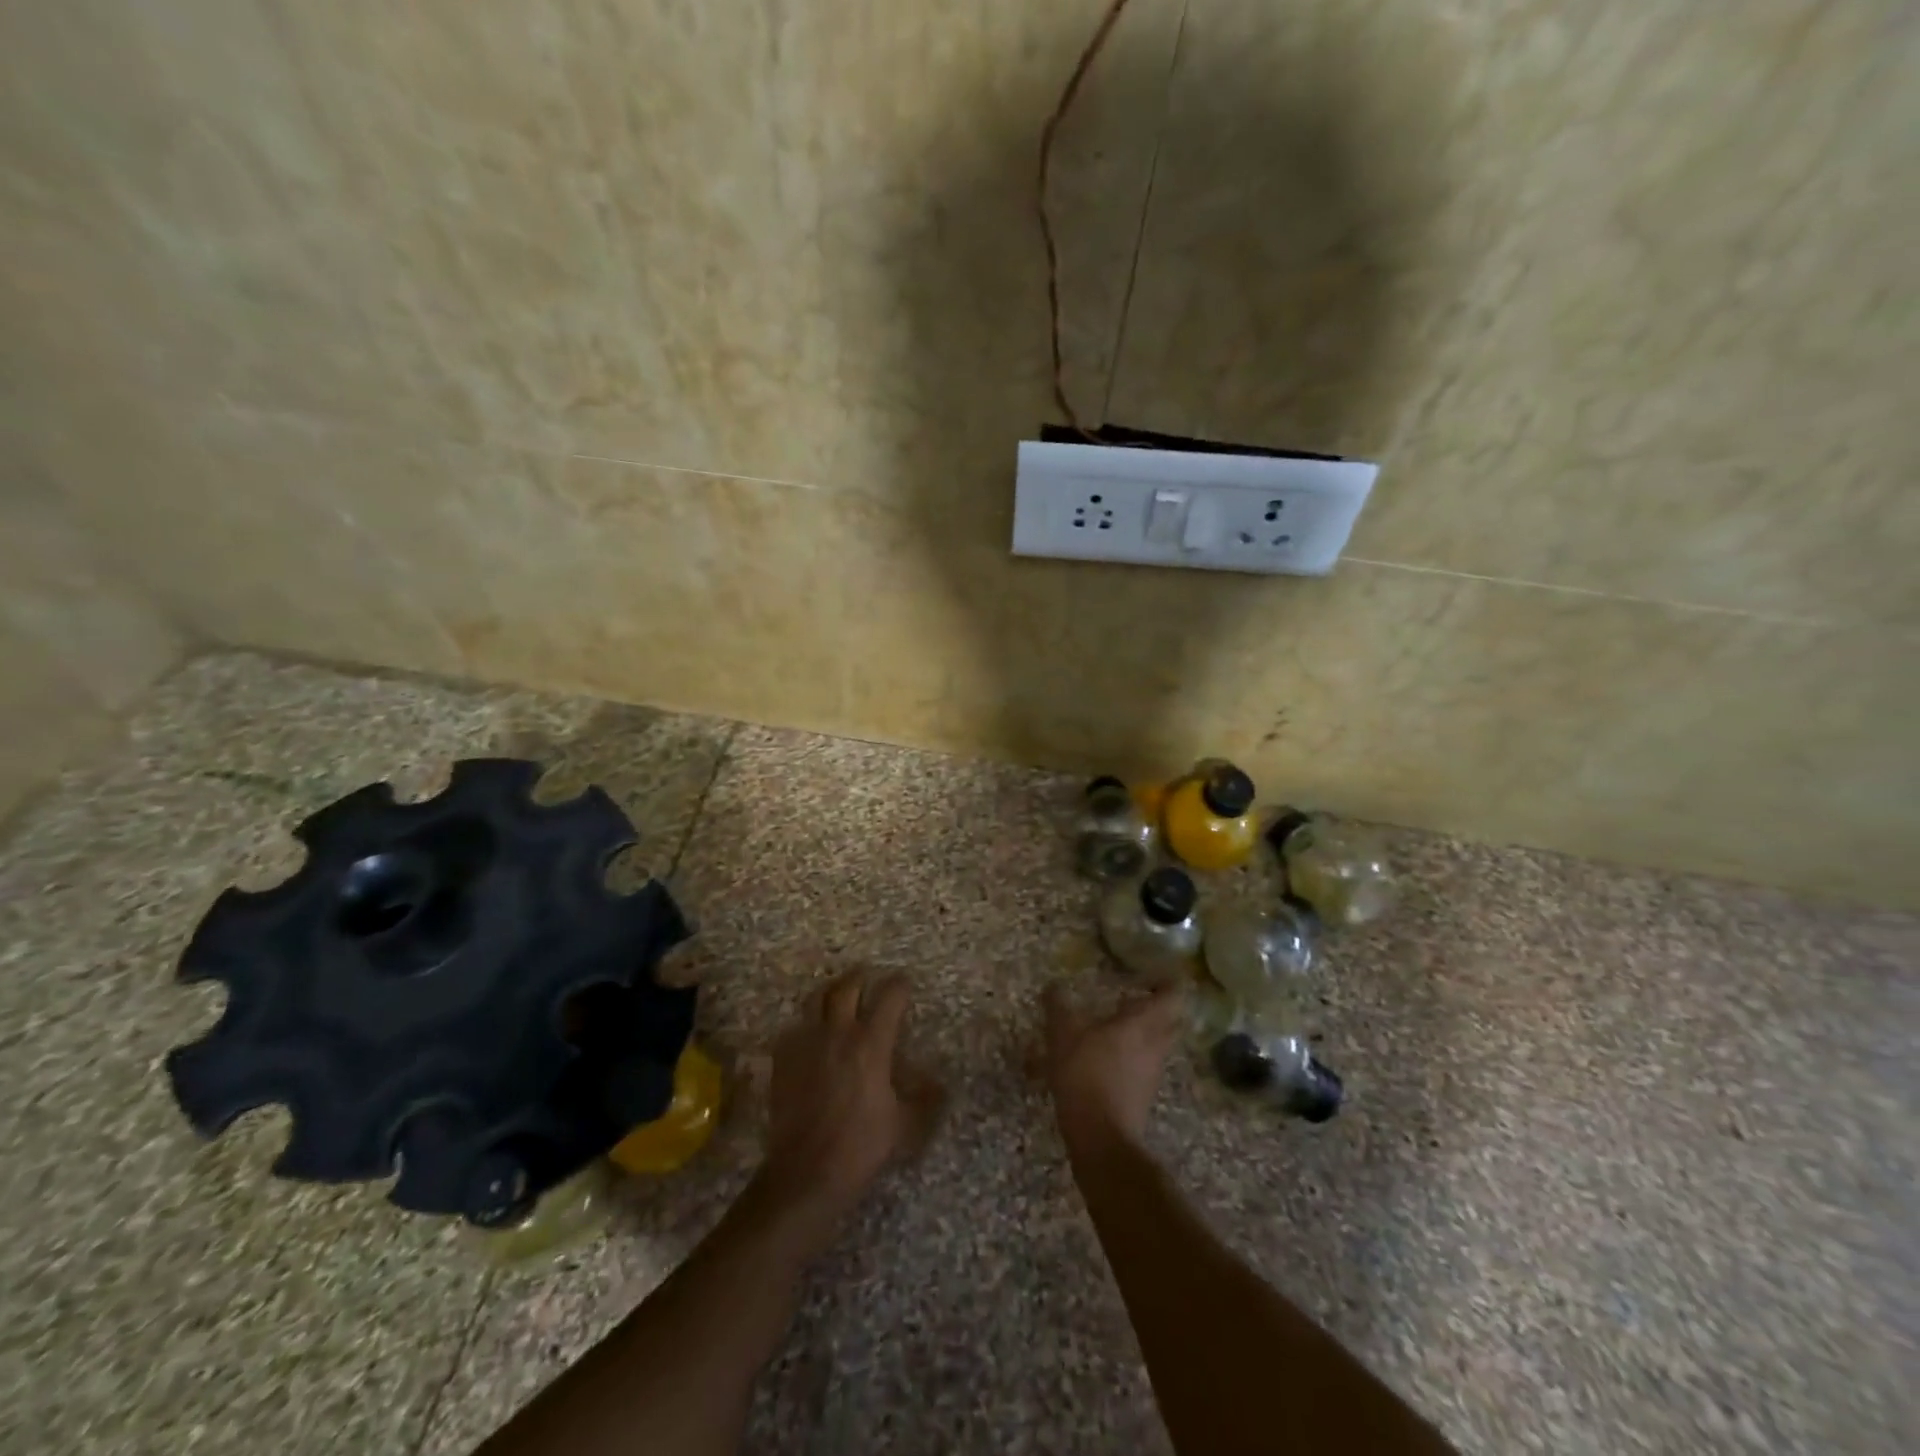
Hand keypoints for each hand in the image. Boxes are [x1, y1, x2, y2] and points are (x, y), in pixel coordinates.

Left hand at [757, 971, 942, 1241]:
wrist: (806, 1172)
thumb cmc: (861, 1146)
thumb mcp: (904, 1125)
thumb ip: (924, 1099)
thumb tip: (940, 1085)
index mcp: (871, 1042)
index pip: (889, 996)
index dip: (900, 985)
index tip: (905, 982)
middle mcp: (837, 1032)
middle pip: (847, 986)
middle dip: (861, 976)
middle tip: (868, 976)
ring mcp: (805, 1043)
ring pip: (815, 999)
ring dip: (830, 992)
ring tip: (837, 995)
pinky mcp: (782, 1060)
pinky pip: (794, 1028)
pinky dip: (805, 1024)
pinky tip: (811, 1035)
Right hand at [1043, 980, 1185, 1156]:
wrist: (1101, 1138)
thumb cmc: (1085, 1074)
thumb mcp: (1063, 1034)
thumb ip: (1058, 1006)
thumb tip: (1053, 985)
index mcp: (1142, 1023)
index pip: (1172, 995)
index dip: (1166, 981)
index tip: (1152, 973)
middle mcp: (1155, 1045)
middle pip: (1170, 1020)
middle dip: (1159, 1005)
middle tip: (1136, 995)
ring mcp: (1152, 1072)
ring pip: (1158, 1043)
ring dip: (1145, 1031)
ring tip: (1118, 1023)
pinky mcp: (1143, 1094)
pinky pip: (1145, 1064)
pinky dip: (1134, 1054)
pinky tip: (1108, 1055)